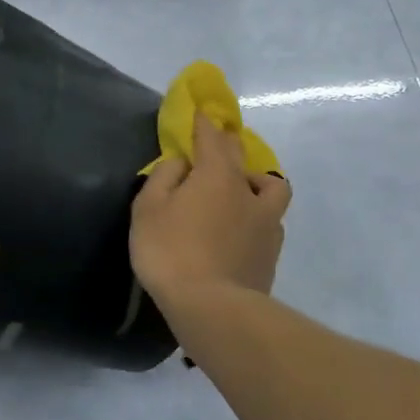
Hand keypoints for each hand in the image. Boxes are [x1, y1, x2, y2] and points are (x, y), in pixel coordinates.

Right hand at [130, 112, 290, 304]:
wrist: (212, 308)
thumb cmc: (171, 251)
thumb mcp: (148, 209)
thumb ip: (164, 178)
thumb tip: (182, 163)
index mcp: (217, 175)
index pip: (212, 137)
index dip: (204, 122)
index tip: (200, 111)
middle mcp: (248, 191)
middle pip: (242, 157)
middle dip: (228, 145)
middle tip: (216, 146)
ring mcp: (266, 223)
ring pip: (271, 188)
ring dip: (256, 182)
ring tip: (240, 192)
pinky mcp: (271, 253)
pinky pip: (269, 221)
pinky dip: (257, 216)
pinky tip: (243, 228)